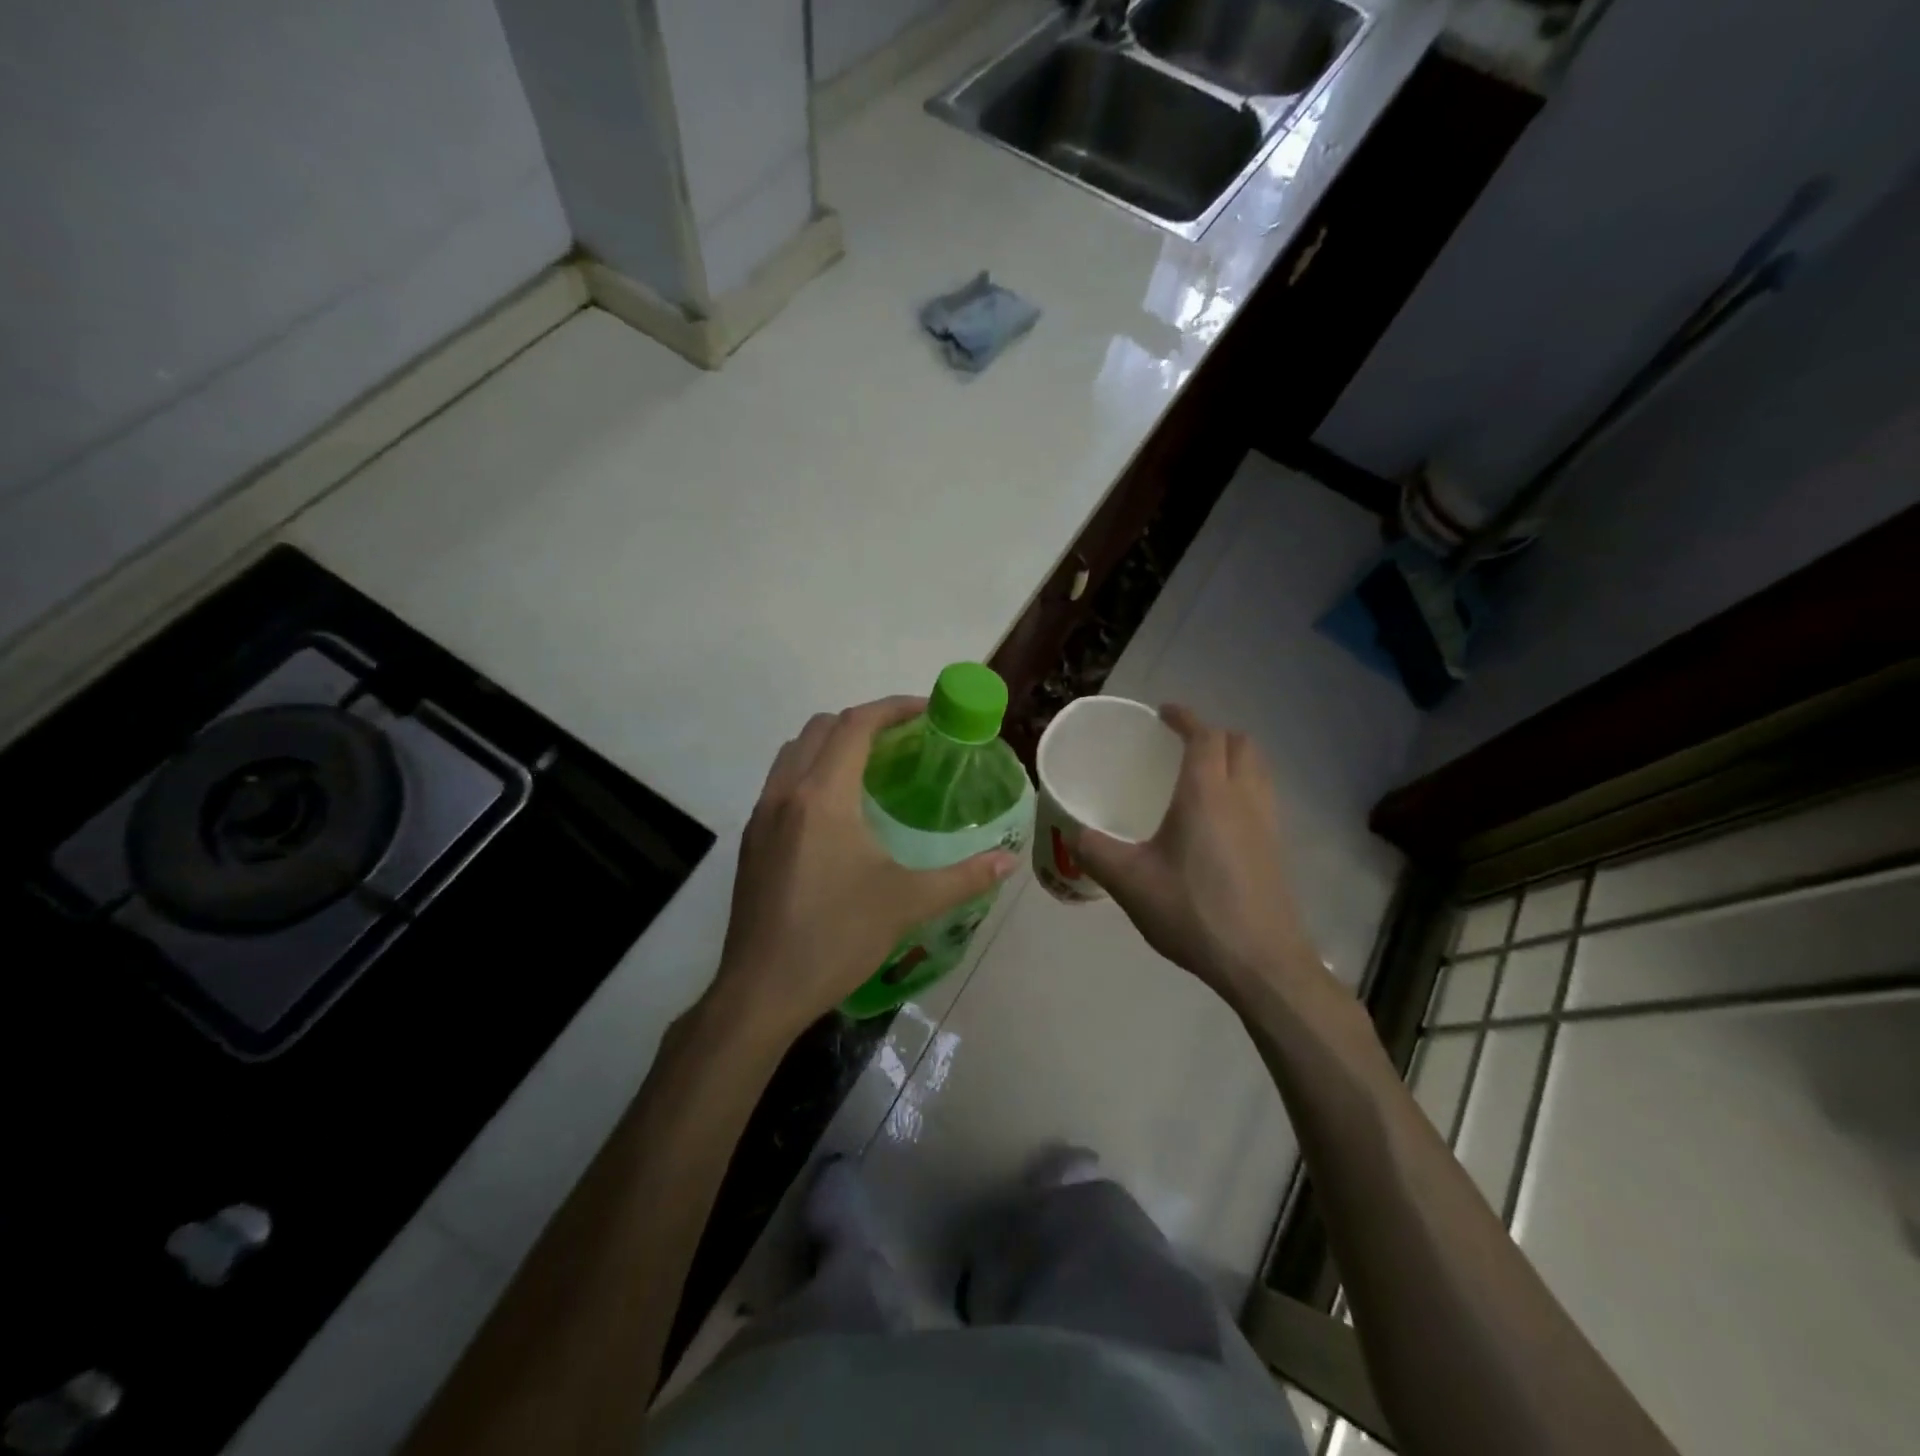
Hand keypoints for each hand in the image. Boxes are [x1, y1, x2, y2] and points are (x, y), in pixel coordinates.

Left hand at [714, 696, 1018, 1038]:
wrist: (761, 991)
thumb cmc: (836, 938)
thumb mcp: (906, 904)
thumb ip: (963, 877)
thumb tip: (1008, 861)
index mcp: (822, 796)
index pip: (856, 725)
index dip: (893, 708)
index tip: (928, 711)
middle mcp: (785, 793)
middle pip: (822, 727)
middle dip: (864, 722)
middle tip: (904, 741)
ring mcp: (761, 816)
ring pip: (795, 752)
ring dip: (833, 744)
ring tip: (872, 769)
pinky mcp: (752, 840)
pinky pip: (782, 782)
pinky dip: (812, 772)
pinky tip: (838, 813)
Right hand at [1076, 705, 1324, 1007]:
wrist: (1260, 961)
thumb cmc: (1193, 911)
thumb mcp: (1129, 882)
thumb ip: (1095, 851)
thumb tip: (1073, 833)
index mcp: (1207, 793)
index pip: (1204, 735)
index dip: (1184, 717)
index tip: (1163, 713)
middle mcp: (1243, 797)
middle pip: (1240, 743)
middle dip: (1212, 733)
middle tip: (1180, 745)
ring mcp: (1267, 822)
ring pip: (1258, 768)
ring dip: (1232, 758)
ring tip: (1200, 775)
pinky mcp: (1276, 848)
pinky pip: (1262, 796)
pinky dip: (1242, 787)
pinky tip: (1217, 820)